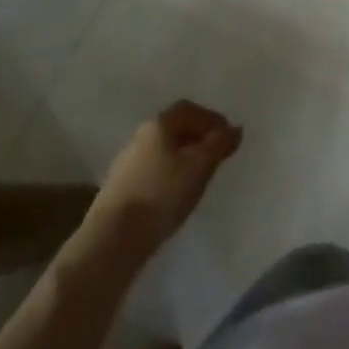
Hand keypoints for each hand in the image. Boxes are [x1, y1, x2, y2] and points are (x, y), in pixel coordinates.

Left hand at [86, 100, 242, 252]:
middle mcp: (140, 136)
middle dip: (198, 138)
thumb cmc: (162, 194)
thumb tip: (235, 129)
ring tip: (198, 178)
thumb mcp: (200, 166)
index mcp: (159, 124)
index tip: (228, 137)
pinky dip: (169, 174)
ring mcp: (126, 162)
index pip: (189, 109)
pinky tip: (175, 194)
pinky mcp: (119, 188)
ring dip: (183, 158)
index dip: (211, 119)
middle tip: (216, 156)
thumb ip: (219, 144)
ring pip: (163, 151)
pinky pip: (152, 171)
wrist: (113, 239)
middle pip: (175, 128)